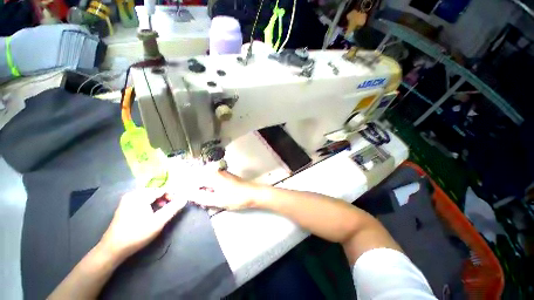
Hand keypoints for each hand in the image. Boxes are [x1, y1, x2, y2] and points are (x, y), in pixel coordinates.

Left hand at [99, 189, 186, 260]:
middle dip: (166, 198)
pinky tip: (152, 213)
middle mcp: (133, 194)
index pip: (162, 190)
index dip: (173, 195)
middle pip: (156, 192)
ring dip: (159, 201)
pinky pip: (143, 200)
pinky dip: (151, 204)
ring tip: (163, 211)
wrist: (112, 249)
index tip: (180, 203)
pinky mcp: (125, 206)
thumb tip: (185, 198)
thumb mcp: (158, 222)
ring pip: (150, 196)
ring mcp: (127, 200)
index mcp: (140, 195)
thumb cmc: (137, 234)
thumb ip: (173, 208)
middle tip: (172, 208)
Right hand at [192, 170, 260, 209]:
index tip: (189, 199)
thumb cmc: (236, 197)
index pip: (193, 181)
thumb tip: (187, 194)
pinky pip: (214, 182)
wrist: (253, 193)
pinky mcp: (226, 177)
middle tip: (199, 202)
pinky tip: (214, 197)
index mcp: (212, 175)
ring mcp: (222, 173)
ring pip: (207, 182)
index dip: (189, 191)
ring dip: (205, 191)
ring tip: (207, 201)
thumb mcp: (216, 200)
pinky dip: (211, 190)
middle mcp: (216, 171)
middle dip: (197, 192)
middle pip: (200, 181)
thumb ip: (200, 197)